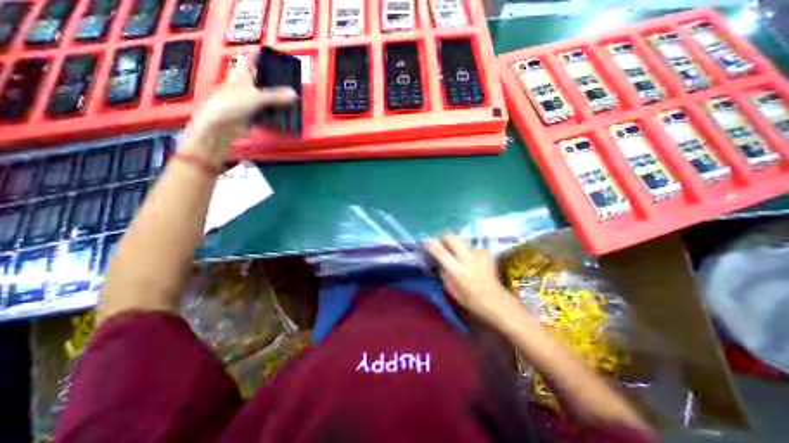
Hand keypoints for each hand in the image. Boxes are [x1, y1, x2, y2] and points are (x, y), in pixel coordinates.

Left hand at [182, 50, 298, 161]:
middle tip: (284, 79)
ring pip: (263, 96)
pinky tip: (283, 113)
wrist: (221, 126)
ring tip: (289, 96)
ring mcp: (247, 101)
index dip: (257, 55)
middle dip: (270, 78)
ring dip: (274, 97)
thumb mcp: (256, 98)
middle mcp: (243, 87)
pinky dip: (274, 112)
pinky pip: (265, 111)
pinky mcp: (250, 115)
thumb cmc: (233, 104)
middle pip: (258, 79)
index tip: (268, 54)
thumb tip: (294, 94)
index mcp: (241, 76)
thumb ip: (276, 96)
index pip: (248, 61)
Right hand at [425, 235, 510, 320]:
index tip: (426, 241)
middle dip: (443, 236)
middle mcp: (468, 259)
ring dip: (457, 245)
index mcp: (458, 271)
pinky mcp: (486, 251)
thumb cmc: (469, 298)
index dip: (431, 245)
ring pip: (462, 240)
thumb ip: (442, 270)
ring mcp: (479, 253)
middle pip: (452, 237)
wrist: (494, 299)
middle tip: (440, 241)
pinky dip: (468, 251)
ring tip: (458, 254)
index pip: (441, 253)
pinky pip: (471, 246)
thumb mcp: (450, 287)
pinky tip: (471, 259)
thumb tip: (436, 258)